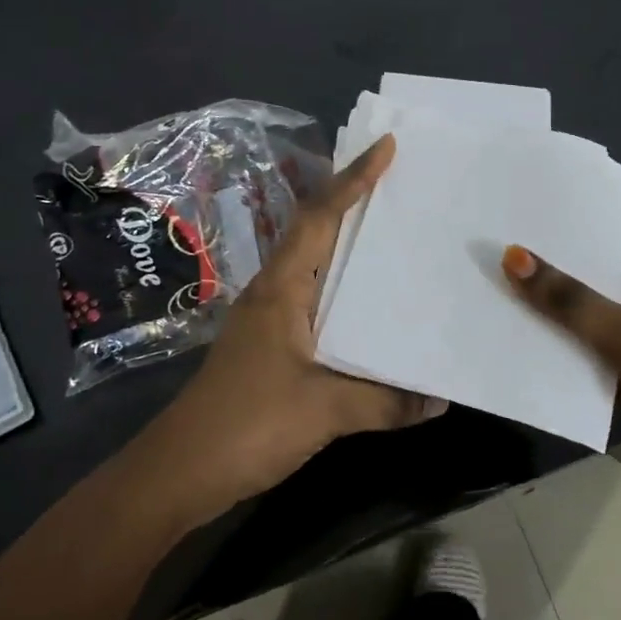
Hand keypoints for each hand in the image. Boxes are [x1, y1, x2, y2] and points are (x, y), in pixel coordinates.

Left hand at [144, 136, 442, 522]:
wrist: (180, 471)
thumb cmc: (248, 424)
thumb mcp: (325, 410)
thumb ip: (385, 401)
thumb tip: (439, 397)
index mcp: (282, 289)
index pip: (320, 218)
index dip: (353, 179)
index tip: (387, 148)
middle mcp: (273, 294)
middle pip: (316, 233)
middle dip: (354, 204)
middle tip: (403, 188)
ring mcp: (268, 322)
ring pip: (314, 269)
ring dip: (349, 250)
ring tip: (397, 239)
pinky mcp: (269, 350)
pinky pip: (314, 304)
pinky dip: (344, 296)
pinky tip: (372, 313)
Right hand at [501, 235, 620, 499]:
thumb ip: (572, 302)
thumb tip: (514, 256)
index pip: (610, 230)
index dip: (567, 220)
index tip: (516, 210)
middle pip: (590, 271)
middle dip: (546, 263)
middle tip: (488, 246)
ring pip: (583, 311)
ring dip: (547, 306)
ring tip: (489, 284)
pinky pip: (584, 347)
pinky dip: (556, 343)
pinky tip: (514, 335)